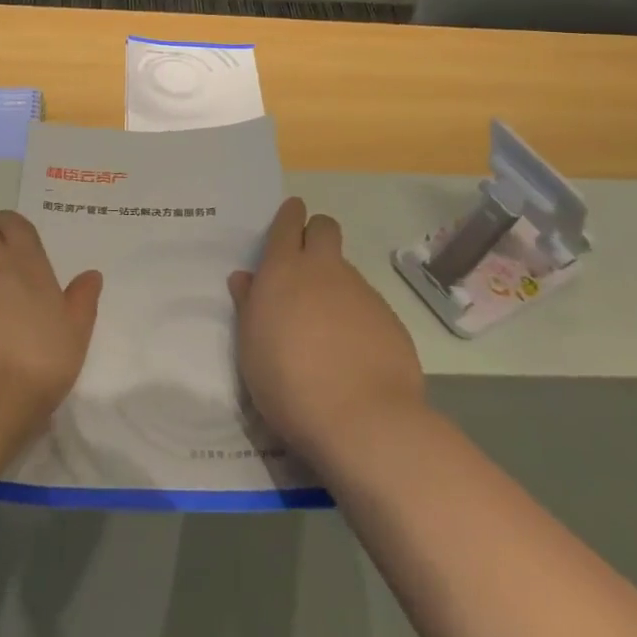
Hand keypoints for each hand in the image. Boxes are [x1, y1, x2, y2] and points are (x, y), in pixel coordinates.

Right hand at [228, 197, 424, 461]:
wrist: (363, 420)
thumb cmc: (288, 382)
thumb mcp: (251, 346)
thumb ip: (249, 305)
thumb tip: (246, 278)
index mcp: (284, 270)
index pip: (288, 223)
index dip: (289, 216)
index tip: (289, 217)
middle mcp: (325, 270)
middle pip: (325, 228)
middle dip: (316, 234)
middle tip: (304, 264)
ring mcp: (362, 292)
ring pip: (346, 269)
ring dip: (334, 283)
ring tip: (325, 327)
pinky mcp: (390, 319)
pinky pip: (368, 304)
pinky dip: (357, 316)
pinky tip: (352, 353)